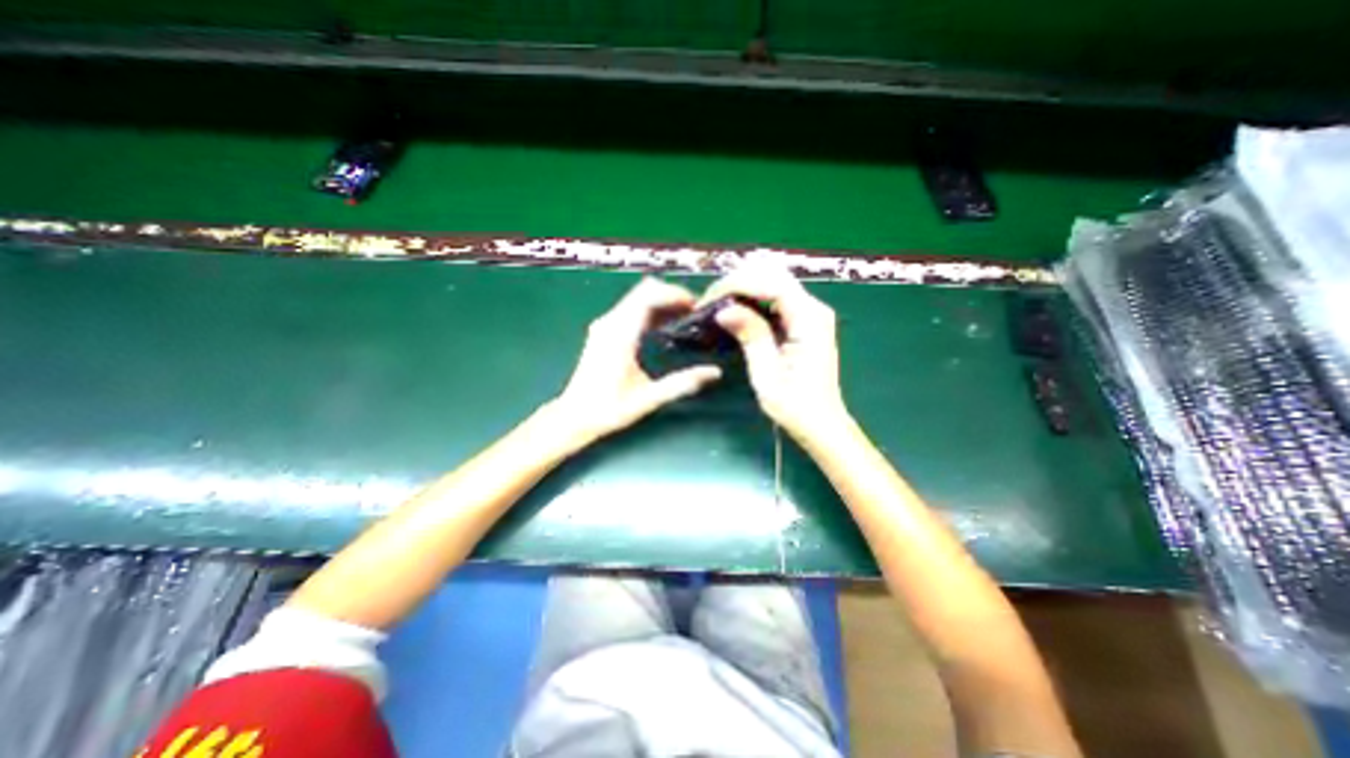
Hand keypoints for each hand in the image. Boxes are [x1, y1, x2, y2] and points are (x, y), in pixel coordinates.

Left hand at [548, 278, 720, 443]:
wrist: (574, 417)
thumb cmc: (608, 409)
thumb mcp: (648, 399)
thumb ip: (682, 384)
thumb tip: (715, 372)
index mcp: (620, 334)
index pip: (648, 296)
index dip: (674, 294)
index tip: (696, 306)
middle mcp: (610, 323)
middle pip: (644, 291)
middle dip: (671, 296)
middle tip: (694, 313)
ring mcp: (605, 325)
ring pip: (637, 298)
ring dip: (662, 303)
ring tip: (685, 319)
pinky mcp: (604, 331)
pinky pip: (631, 309)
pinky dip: (651, 311)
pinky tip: (665, 328)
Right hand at [701, 262, 847, 436]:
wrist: (820, 423)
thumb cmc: (795, 405)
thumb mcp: (767, 374)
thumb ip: (751, 336)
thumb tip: (724, 310)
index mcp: (809, 318)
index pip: (771, 282)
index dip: (736, 285)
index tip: (708, 300)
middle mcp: (813, 307)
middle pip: (772, 274)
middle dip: (737, 282)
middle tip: (709, 303)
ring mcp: (810, 312)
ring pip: (772, 282)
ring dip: (743, 288)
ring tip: (717, 306)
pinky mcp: (803, 321)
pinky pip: (775, 298)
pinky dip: (752, 299)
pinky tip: (735, 312)